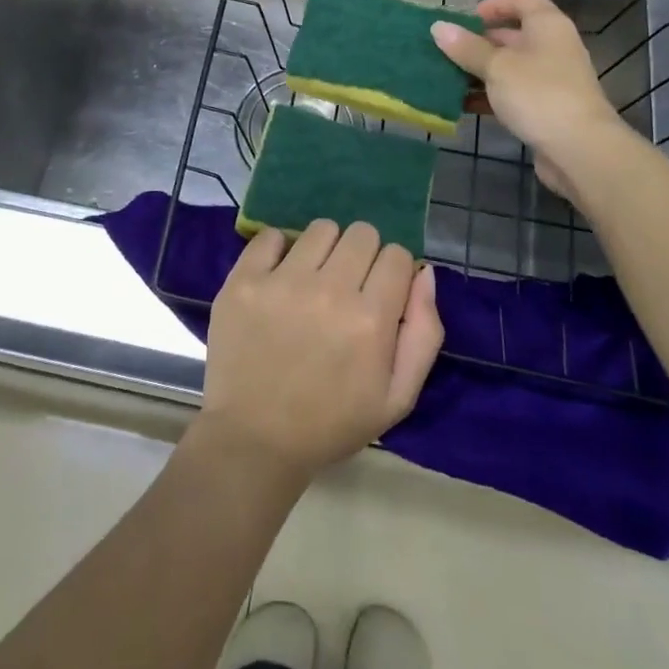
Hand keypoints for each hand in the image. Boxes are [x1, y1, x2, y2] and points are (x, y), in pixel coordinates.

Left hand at [199, 220, 443, 483]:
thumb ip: (425, 333)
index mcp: (371, 320)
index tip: (379, 293)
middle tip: (347, 287)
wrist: (255, 440)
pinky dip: (279, 250)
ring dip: (324, 249)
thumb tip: (424, 273)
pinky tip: (279, 278)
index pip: (397, 255)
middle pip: (362, 233)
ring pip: (321, 228)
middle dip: (363, 255)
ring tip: (313, 280)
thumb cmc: (332, 422)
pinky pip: (270, 235)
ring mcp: (282, 282)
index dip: (393, 272)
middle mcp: (329, 290)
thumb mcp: (398, 397)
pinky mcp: (244, 280)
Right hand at [431, 0, 629, 197]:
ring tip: (447, 79)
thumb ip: (467, 48)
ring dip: (480, 71)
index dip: (493, 4)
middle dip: (478, 42)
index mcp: (547, 25)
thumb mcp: (497, 67)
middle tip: (446, 52)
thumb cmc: (538, 95)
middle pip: (513, 34)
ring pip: (510, 67)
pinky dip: (490, 96)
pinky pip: (513, 93)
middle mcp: (553, 47)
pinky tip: (463, 105)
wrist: (581, 150)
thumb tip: (438, 27)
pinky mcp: (547, 108)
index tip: (465, 21)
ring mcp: (552, 79)